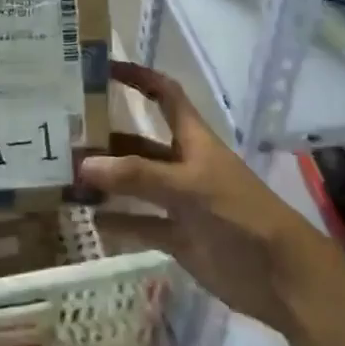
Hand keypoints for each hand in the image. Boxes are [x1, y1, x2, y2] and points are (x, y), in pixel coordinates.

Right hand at [81, 61, 343, 336]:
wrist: (281, 276)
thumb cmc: (239, 214)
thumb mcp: (188, 186)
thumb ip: (137, 175)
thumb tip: (83, 164)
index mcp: (192, 139)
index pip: (164, 95)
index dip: (138, 77)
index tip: (102, 69)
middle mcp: (182, 164)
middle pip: (139, 142)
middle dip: (107, 138)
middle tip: (63, 136)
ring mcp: (180, 202)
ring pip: (135, 184)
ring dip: (107, 180)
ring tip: (66, 177)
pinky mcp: (178, 237)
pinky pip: (141, 224)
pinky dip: (118, 222)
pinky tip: (90, 220)